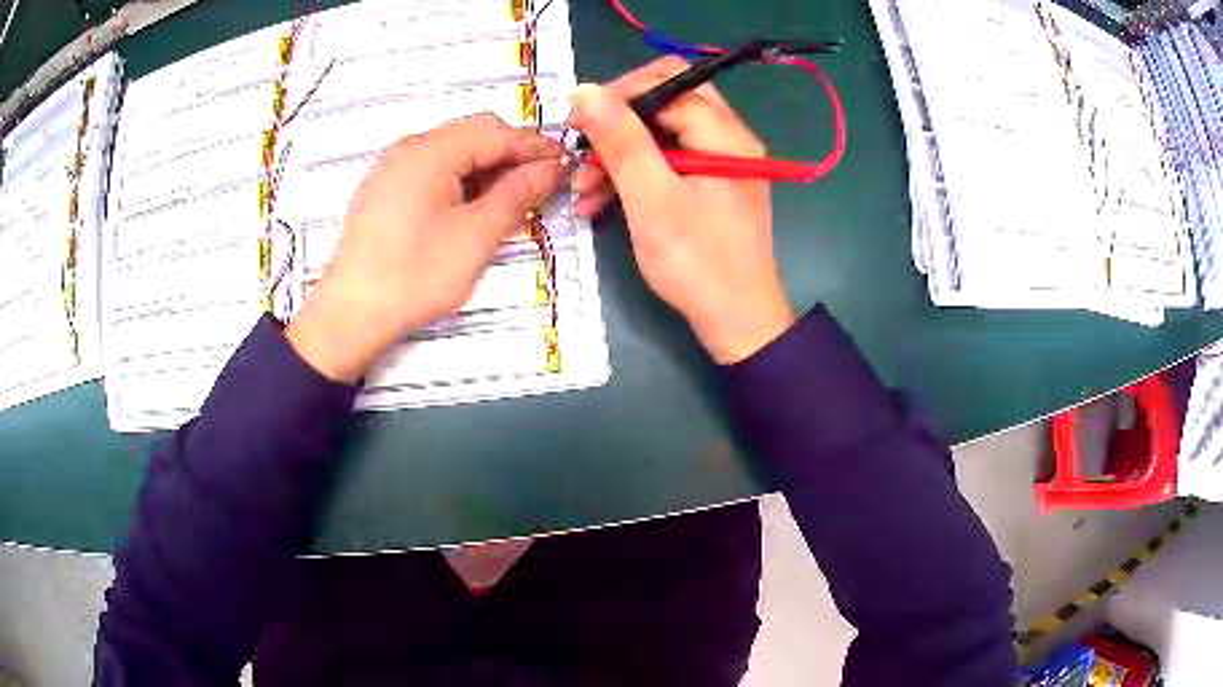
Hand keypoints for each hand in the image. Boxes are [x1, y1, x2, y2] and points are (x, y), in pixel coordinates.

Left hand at [286, 114, 563, 382]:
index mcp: (430, 151)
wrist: (350, 314)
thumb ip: (516, 195)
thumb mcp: (475, 237)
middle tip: (541, 184)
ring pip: (453, 153)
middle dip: (511, 154)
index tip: (566, 163)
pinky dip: (461, 181)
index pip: (496, 133)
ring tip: (512, 199)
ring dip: (486, 168)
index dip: (535, 146)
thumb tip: (549, 168)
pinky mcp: (385, 190)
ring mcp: (392, 169)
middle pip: (473, 134)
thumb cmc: (413, 276)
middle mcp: (409, 149)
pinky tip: (474, 207)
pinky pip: (432, 171)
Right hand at [568, 56, 794, 364]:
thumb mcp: (651, 198)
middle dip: (617, 123)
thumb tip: (586, 90)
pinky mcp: (710, 185)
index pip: (666, 82)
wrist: (737, 321)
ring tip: (582, 189)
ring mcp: (720, 162)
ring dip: (618, 154)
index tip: (577, 123)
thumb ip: (621, 140)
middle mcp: (728, 137)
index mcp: (723, 133)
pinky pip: (667, 162)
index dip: (617, 95)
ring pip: (661, 134)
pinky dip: (634, 175)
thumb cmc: (696, 262)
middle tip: (581, 148)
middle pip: (664, 102)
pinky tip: (599, 201)